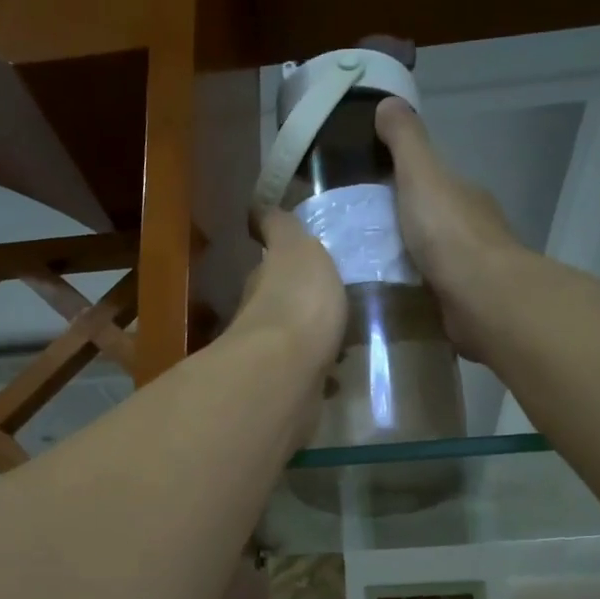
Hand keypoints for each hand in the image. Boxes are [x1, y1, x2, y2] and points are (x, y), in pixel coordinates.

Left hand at [230, 207, 347, 371]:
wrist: (288, 370)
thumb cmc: (296, 300)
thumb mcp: (296, 247)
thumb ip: (282, 228)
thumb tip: (257, 208)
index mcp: (263, 280)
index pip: (270, 264)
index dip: (281, 260)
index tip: (298, 258)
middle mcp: (260, 317)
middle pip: (279, 303)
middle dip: (298, 301)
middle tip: (330, 300)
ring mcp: (274, 357)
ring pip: (294, 340)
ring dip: (311, 338)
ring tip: (342, 338)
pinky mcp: (290, 389)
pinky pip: (309, 374)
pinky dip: (321, 372)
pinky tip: (340, 375)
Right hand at [376, 96, 524, 358]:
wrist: (481, 297)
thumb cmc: (449, 232)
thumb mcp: (421, 175)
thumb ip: (405, 141)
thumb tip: (388, 102)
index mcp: (463, 195)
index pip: (432, 182)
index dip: (403, 181)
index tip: (368, 192)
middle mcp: (471, 229)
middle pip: (431, 220)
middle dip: (401, 225)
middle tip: (355, 235)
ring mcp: (469, 270)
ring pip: (431, 258)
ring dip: (406, 261)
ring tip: (363, 269)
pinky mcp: (463, 304)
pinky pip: (430, 292)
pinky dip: (412, 291)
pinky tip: (387, 297)